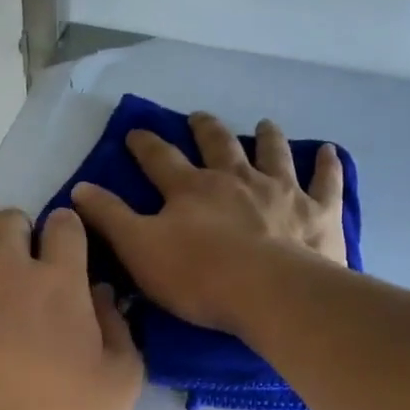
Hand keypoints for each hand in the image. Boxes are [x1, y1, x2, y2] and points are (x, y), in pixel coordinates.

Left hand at [0, 207, 142, 409]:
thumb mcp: (121, 385)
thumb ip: (120, 329)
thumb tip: (101, 294)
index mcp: (58, 282)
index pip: (64, 225)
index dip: (68, 235)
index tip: (67, 256)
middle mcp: (2, 270)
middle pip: (8, 219)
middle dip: (20, 237)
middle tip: (23, 273)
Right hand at [71, 112, 346, 334]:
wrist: (269, 293)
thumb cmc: (198, 276)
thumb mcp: (139, 250)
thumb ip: (110, 219)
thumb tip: (79, 189)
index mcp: (191, 189)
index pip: (160, 159)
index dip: (145, 144)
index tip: (135, 131)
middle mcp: (236, 179)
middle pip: (218, 145)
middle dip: (205, 129)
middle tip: (199, 117)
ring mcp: (281, 191)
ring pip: (272, 153)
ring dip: (266, 137)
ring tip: (264, 124)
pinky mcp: (318, 212)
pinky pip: (325, 182)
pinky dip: (328, 165)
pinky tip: (330, 152)